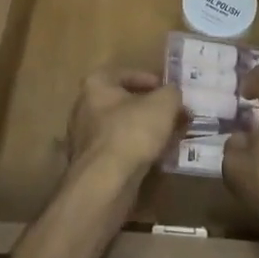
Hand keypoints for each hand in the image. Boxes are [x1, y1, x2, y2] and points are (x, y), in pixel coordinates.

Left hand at [66, 71, 186, 186]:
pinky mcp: (90, 166)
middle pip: (124, 103)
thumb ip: (172, 93)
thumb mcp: (164, 103)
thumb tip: (173, 95)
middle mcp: (84, 108)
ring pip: (122, 129)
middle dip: (151, 110)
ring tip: (170, 138)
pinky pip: (118, 151)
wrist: (106, 183)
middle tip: (174, 116)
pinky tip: (155, 158)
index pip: (127, 74)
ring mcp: (84, 139)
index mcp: (96, 85)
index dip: (152, 81)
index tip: (170, 93)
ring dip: (145, 132)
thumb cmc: (132, 131)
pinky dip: (136, 152)